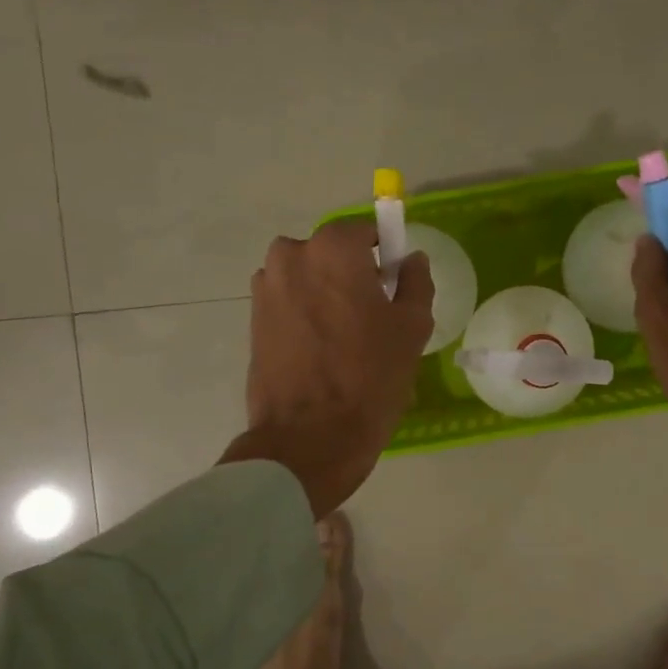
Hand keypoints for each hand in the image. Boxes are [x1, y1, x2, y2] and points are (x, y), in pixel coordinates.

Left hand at [218, 219, 433, 515]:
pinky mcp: (252, 320)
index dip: (383, 255)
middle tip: (372, 317)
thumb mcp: (411, 328)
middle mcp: (290, 256)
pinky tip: (322, 352)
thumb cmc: (369, 377)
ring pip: (308, 279)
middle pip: (332, 254)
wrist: (309, 437)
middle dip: (352, 275)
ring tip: (345, 340)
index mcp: (332, 249)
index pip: (365, 231)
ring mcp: (265, 288)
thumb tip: (411, 260)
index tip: (393, 285)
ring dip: (326, 295)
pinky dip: (306, 316)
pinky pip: (289, 304)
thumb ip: (415, 282)